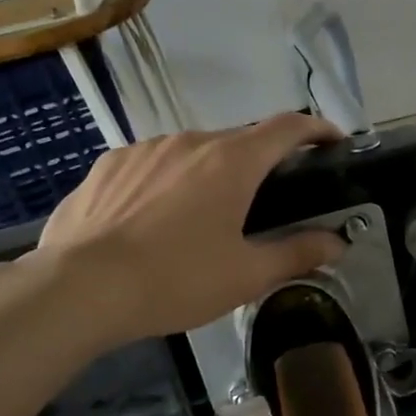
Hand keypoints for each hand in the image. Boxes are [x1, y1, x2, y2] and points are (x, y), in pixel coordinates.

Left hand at [38, 113, 347, 342]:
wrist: (79, 288)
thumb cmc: (175, 280)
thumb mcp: (246, 276)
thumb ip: (297, 253)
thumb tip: (336, 243)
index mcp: (232, 161)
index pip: (288, 127)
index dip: (317, 129)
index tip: (333, 141)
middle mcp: (190, 141)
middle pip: (240, 141)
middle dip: (261, 163)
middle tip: (267, 201)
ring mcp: (144, 149)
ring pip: (193, 152)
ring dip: (210, 173)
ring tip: (205, 216)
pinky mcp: (108, 165)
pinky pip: (152, 165)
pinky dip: (168, 182)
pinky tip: (155, 219)